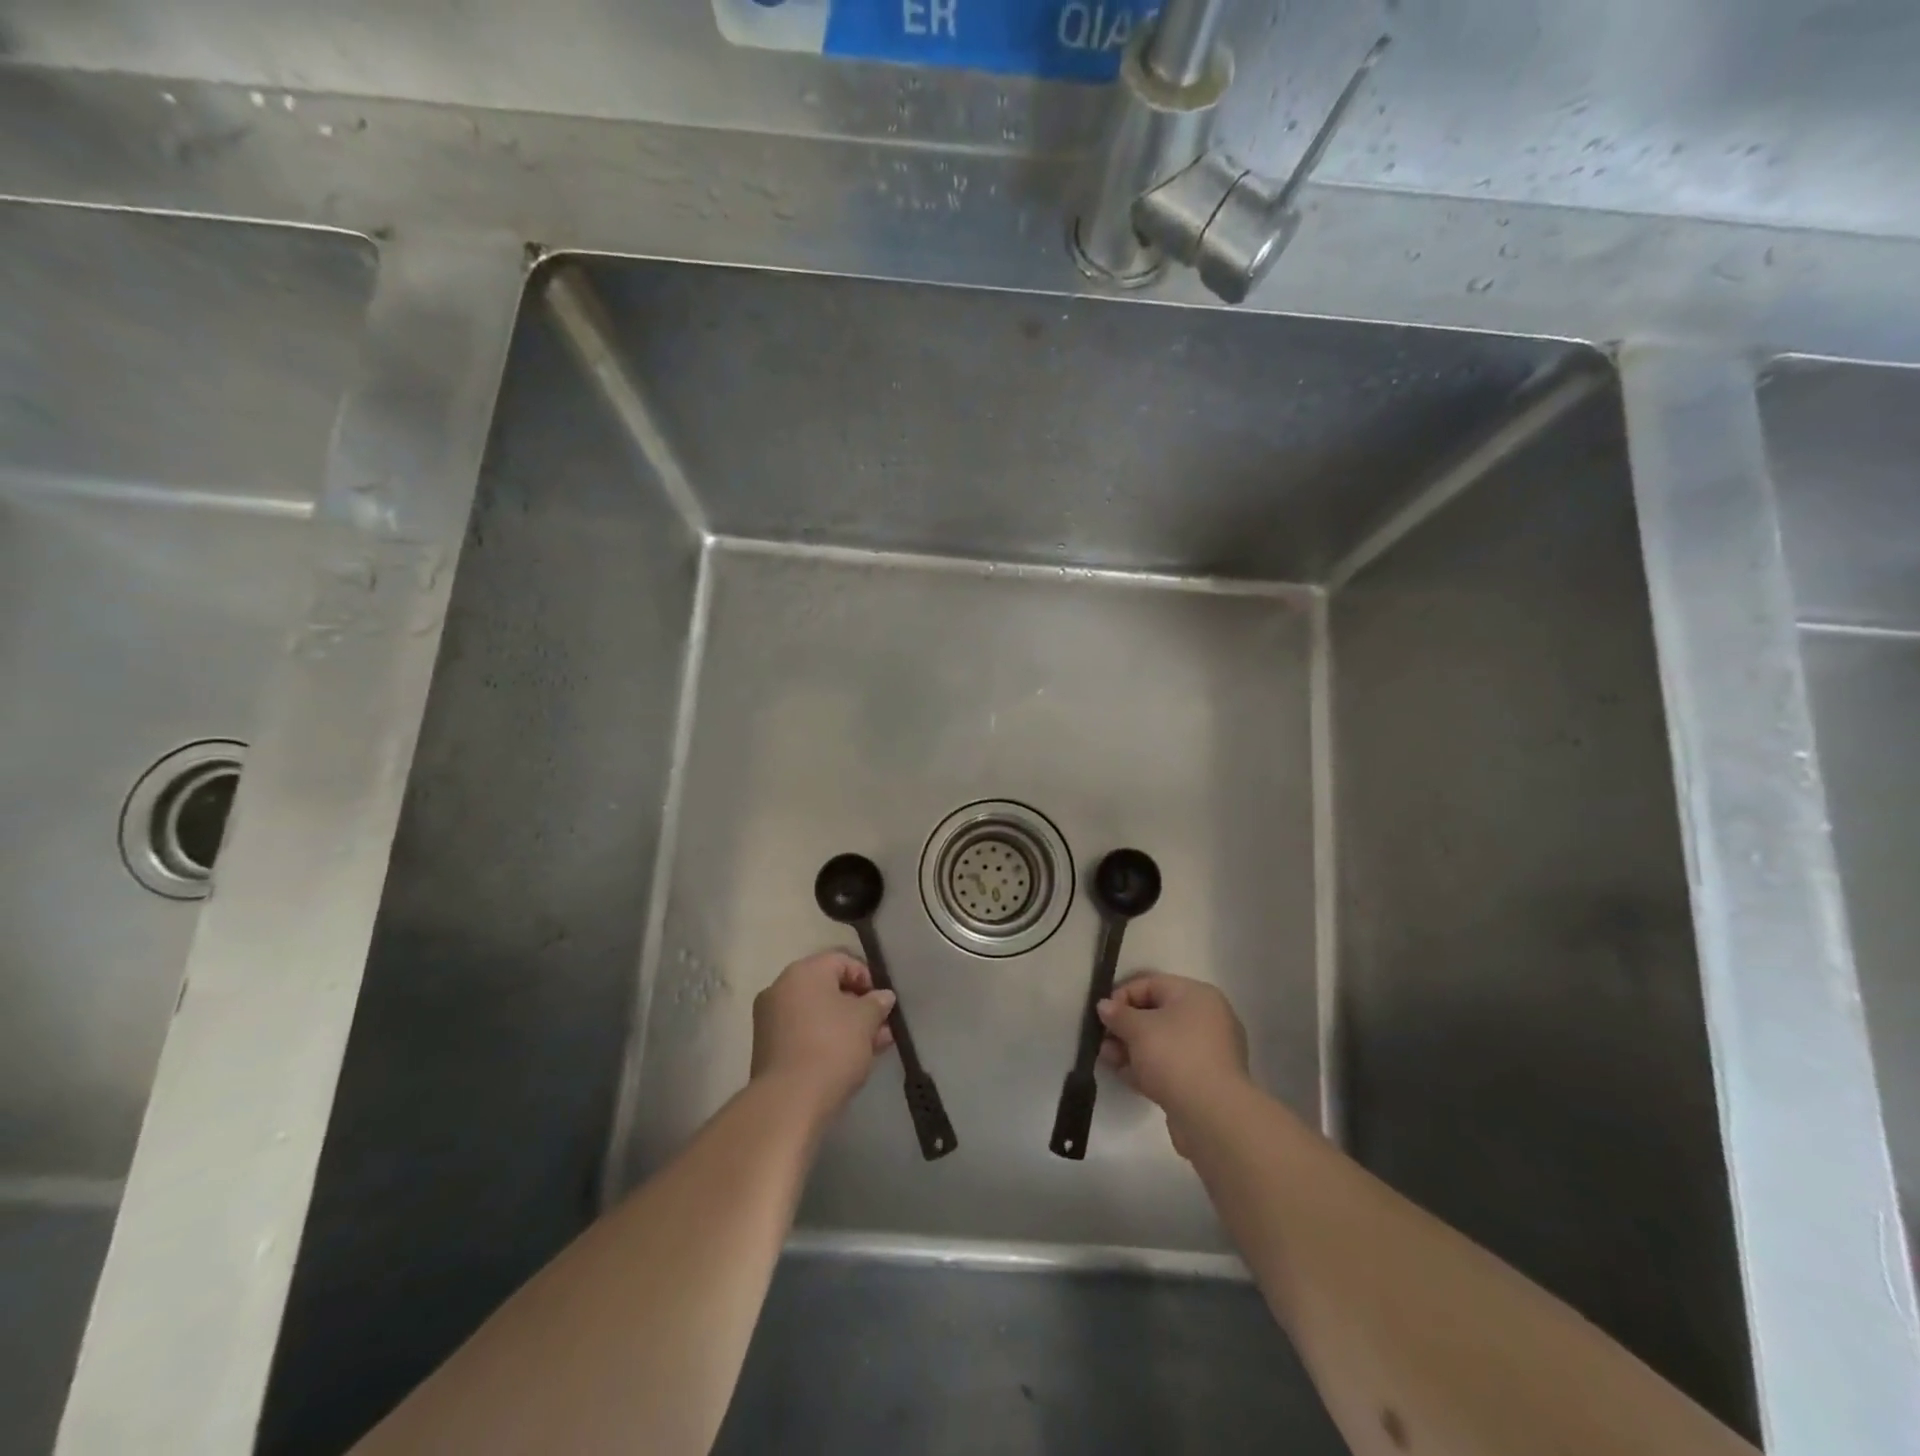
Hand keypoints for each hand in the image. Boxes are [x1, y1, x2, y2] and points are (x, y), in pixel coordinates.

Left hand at [751, 951, 895, 1117]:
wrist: (789, 1101)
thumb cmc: (832, 1047)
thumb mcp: (865, 1021)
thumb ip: (877, 1003)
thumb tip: (883, 996)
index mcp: (804, 971)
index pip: (842, 960)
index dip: (868, 978)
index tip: (883, 1002)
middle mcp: (781, 987)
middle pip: (828, 988)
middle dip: (858, 1006)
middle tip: (882, 1026)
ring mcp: (770, 1018)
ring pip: (817, 1013)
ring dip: (846, 1025)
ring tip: (874, 1046)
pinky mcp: (768, 1047)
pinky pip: (804, 1032)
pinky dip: (826, 1038)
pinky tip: (850, 1058)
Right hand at [1097, 973, 1248, 1155]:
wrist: (1212, 1115)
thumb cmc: (1175, 1056)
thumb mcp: (1138, 1029)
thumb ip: (1118, 1014)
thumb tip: (1104, 1006)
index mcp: (1197, 996)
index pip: (1152, 984)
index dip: (1122, 995)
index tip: (1102, 1014)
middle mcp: (1206, 1019)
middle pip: (1156, 1014)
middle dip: (1125, 1026)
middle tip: (1101, 1038)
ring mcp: (1207, 1052)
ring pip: (1161, 1043)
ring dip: (1132, 1048)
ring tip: (1106, 1057)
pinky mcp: (1203, 1082)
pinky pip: (1169, 1065)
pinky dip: (1147, 1067)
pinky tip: (1123, 1074)